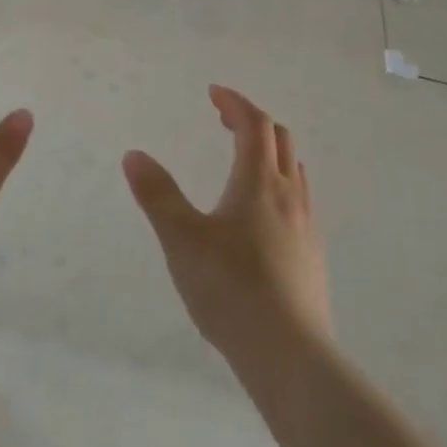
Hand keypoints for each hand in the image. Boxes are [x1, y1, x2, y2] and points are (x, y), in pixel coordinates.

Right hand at [123, 86, 330, 373]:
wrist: (290, 353)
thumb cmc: (230, 288)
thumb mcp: (181, 239)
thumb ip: (157, 194)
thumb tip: (133, 155)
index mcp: (258, 182)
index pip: (254, 124)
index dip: (235, 103)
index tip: (213, 93)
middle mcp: (289, 195)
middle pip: (280, 140)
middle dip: (252, 122)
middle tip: (223, 120)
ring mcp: (307, 225)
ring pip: (293, 170)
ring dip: (269, 152)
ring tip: (242, 161)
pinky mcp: (313, 255)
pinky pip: (299, 200)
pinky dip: (278, 184)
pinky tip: (261, 215)